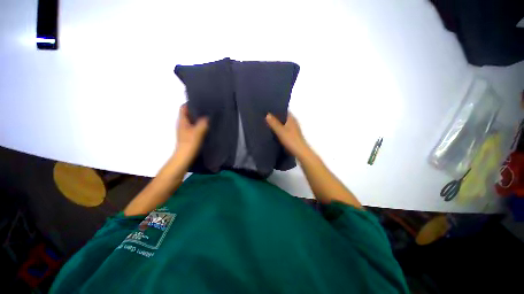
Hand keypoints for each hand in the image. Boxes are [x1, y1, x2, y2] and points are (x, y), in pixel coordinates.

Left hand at [174, 104, 208, 160]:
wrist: (184, 157)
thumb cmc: (189, 143)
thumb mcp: (197, 132)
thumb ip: (202, 123)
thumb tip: (207, 117)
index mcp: (182, 121)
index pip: (183, 108)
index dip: (190, 103)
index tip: (200, 102)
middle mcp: (182, 124)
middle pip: (188, 114)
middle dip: (196, 110)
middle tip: (206, 109)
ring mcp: (185, 130)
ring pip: (192, 121)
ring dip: (198, 118)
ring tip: (208, 117)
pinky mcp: (189, 135)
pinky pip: (194, 127)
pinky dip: (199, 125)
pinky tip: (207, 127)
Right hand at [266, 112, 309, 157]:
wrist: (300, 151)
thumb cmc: (291, 140)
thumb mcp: (280, 131)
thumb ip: (274, 123)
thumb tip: (267, 114)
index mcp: (291, 119)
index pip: (284, 111)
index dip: (277, 109)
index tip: (268, 109)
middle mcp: (293, 122)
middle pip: (283, 117)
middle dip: (276, 117)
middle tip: (266, 116)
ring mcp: (294, 129)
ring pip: (284, 124)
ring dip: (277, 123)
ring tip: (268, 123)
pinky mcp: (293, 135)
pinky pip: (284, 129)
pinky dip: (279, 129)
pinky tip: (274, 132)